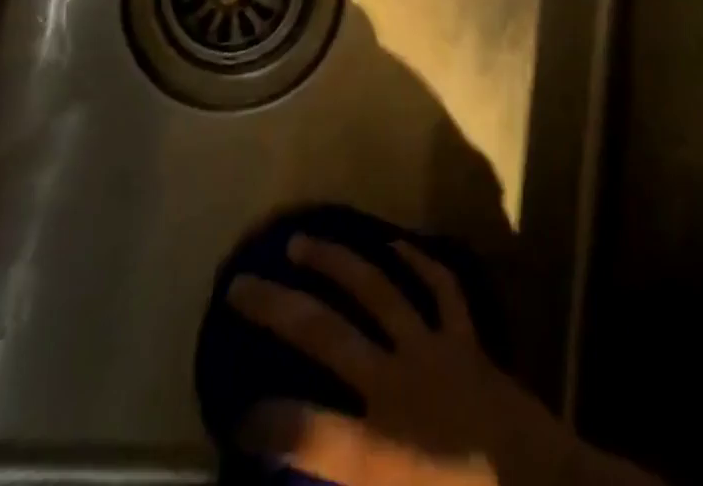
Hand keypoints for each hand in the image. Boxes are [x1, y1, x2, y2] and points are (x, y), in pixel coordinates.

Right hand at [227, 236, 577, 485]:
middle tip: (239, 284)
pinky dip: (417, 261)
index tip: (235, 414)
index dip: (261, 422)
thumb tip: (306, 468)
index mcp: (379, 449)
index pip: (301, 431)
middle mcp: (397, 383)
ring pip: (376, 289)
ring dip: (335, 262)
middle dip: (276, 308)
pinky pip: (441, 288)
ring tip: (301, 241)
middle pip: (324, 333)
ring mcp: (434, 350)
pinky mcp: (467, 340)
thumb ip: (351, 480)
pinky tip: (394, 242)